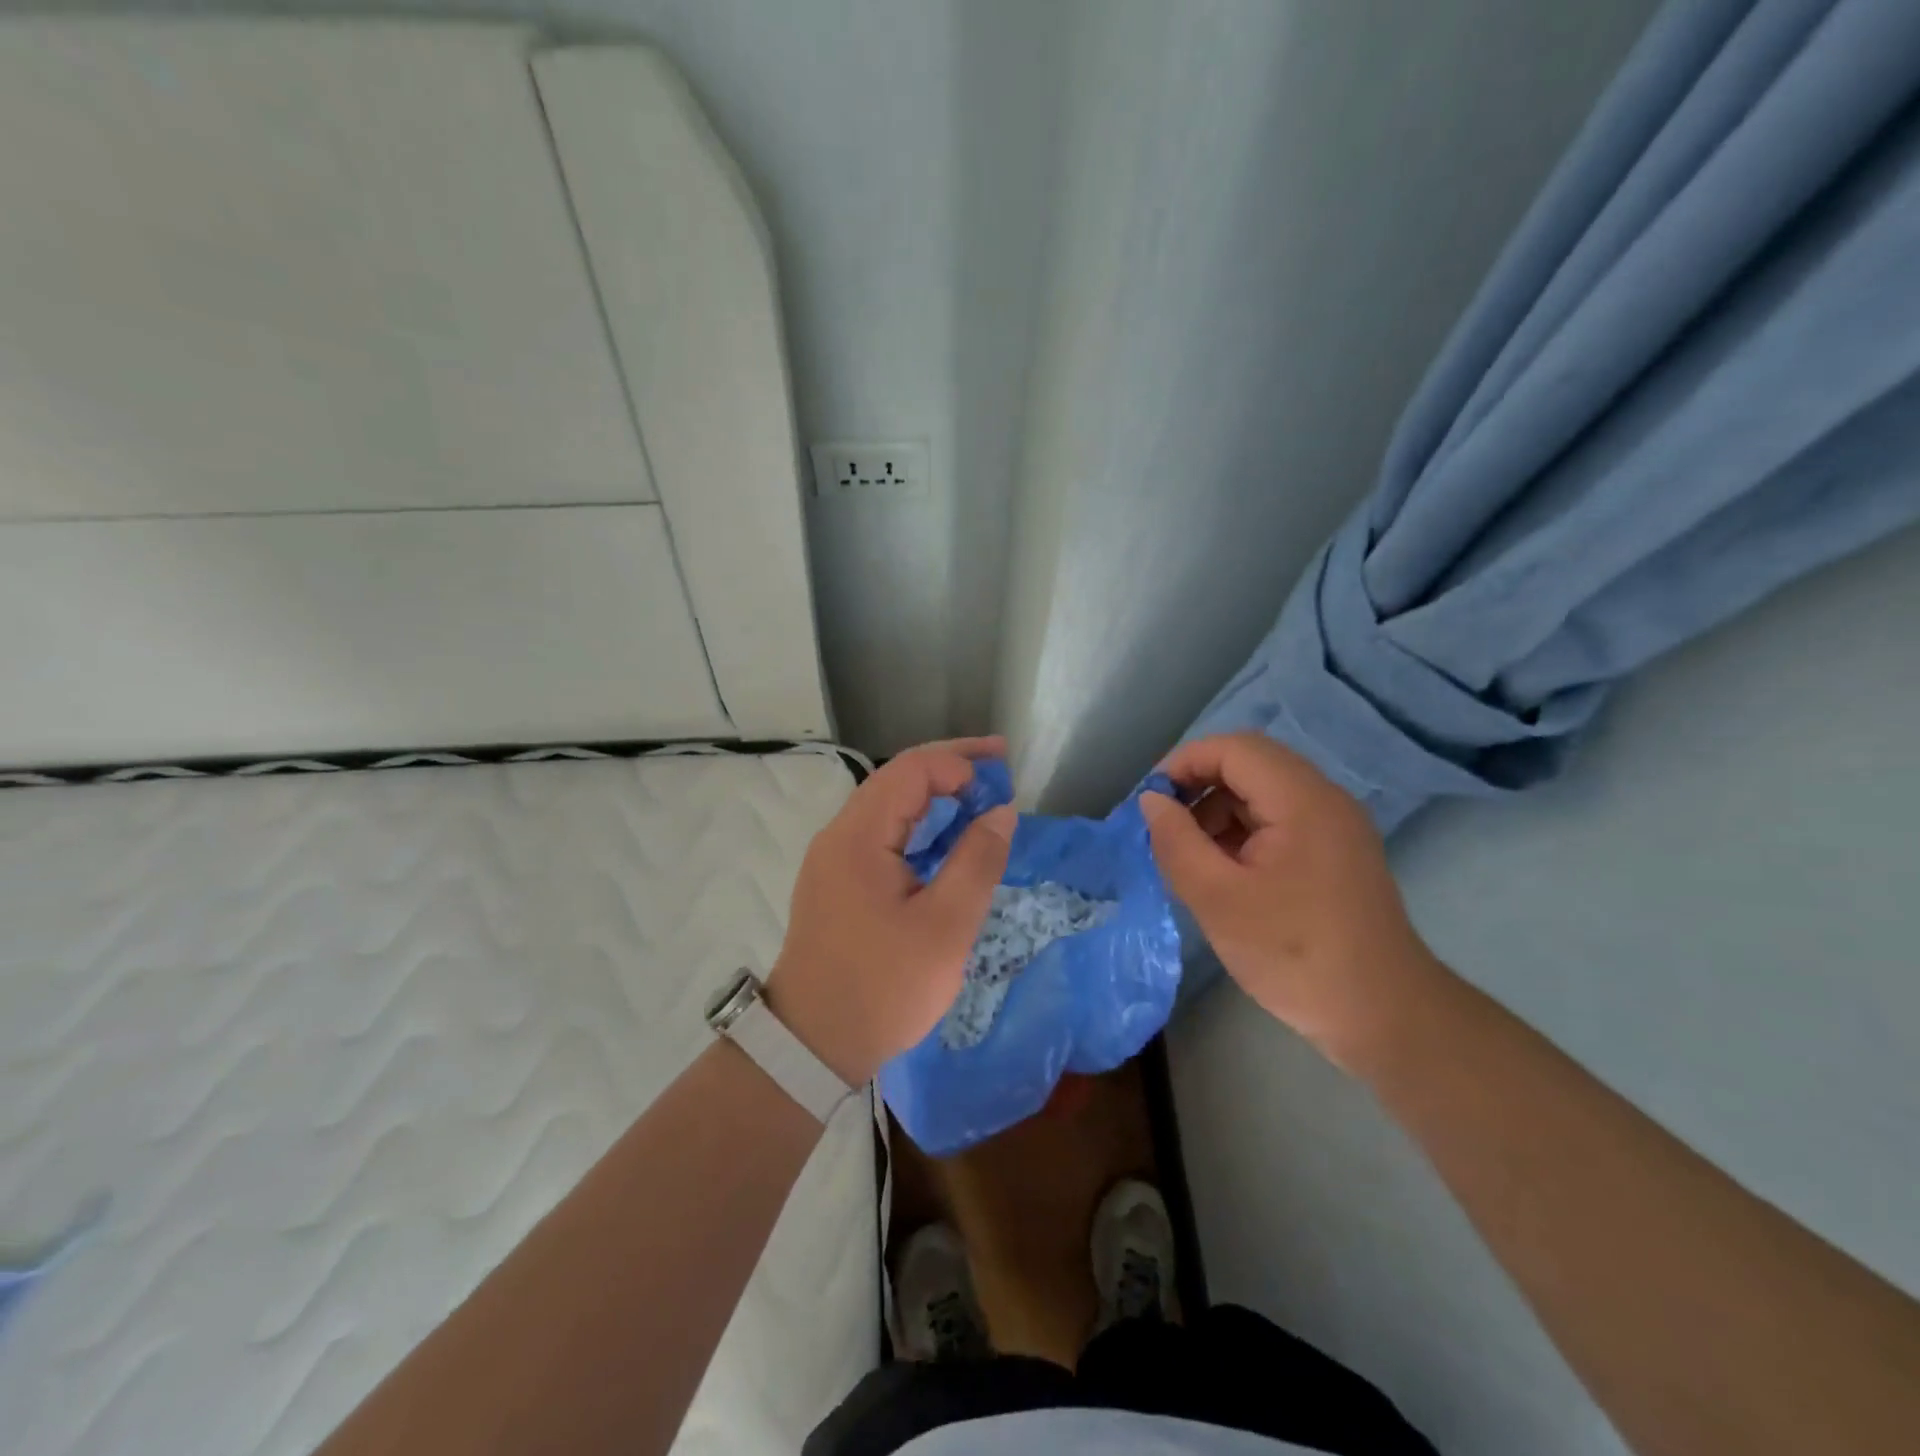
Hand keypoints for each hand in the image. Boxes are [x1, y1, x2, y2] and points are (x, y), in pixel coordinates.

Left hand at [766, 737, 1015, 1084]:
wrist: (811, 1044)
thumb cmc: (883, 986)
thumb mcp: (945, 927)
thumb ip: (977, 861)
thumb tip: (1001, 812)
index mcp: (859, 836)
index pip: (911, 770)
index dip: (960, 762)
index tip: (1003, 781)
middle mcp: (839, 835)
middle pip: (897, 778)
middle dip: (951, 766)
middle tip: (1001, 764)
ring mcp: (833, 858)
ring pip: (889, 805)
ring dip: (935, 793)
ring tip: (981, 795)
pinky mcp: (837, 881)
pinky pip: (882, 833)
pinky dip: (919, 824)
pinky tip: (946, 837)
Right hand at [1140, 732, 1443, 1068]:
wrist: (1384, 1016)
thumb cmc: (1295, 954)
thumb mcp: (1218, 899)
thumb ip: (1176, 842)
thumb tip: (1152, 802)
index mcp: (1302, 800)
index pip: (1234, 748)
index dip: (1184, 762)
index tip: (1150, 801)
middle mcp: (1324, 799)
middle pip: (1249, 765)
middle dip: (1198, 787)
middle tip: (1164, 827)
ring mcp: (1334, 827)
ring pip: (1262, 793)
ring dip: (1218, 811)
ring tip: (1189, 857)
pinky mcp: (1335, 854)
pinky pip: (1278, 821)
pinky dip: (1242, 833)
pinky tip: (1222, 873)